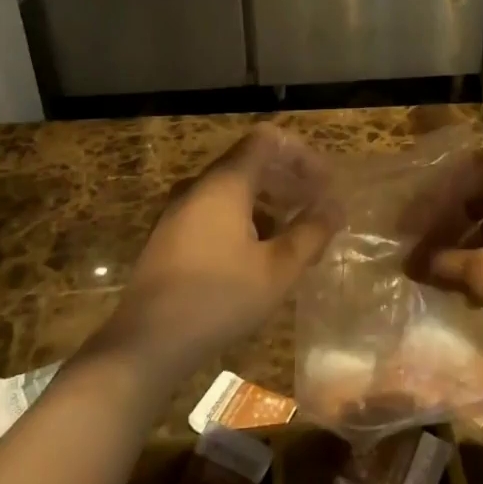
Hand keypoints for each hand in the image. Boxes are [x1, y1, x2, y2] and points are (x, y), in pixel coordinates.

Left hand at [103, 127, 338, 377]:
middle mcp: (199, 187)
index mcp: (224, 183)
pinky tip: (260, 256)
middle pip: (250, 164)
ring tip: (295, 237)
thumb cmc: (219, 298)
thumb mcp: (278, 269)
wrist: (146, 342)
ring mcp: (179, 211)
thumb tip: (336, 206)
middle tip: (318, 210)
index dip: (301, 155)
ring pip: (233, 191)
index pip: (267, 140)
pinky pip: (215, 212)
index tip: (325, 184)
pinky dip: (245, 220)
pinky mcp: (171, 237)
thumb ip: (311, 232)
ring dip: (269, 205)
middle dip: (289, 182)